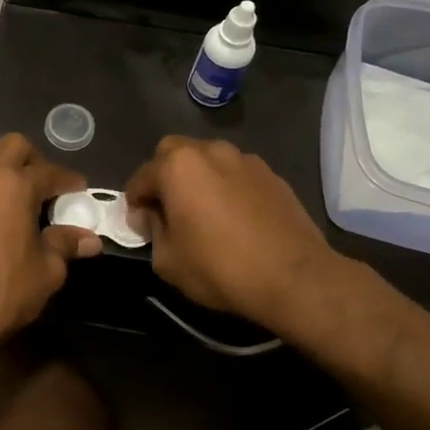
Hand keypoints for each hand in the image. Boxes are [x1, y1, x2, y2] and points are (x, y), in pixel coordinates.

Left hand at [0, 134, 100, 354]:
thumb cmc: (2, 293)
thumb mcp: (46, 272)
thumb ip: (65, 246)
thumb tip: (89, 239)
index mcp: (15, 186)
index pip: (49, 172)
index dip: (67, 181)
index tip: (76, 190)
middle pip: (10, 145)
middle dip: (30, 159)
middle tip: (37, 184)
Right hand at [124, 137, 345, 333]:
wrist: (295, 278)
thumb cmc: (220, 268)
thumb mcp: (168, 260)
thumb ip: (151, 230)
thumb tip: (149, 216)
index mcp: (178, 167)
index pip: (141, 178)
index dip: (134, 203)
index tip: (139, 225)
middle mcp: (209, 151)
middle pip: (173, 153)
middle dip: (163, 176)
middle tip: (168, 210)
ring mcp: (244, 159)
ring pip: (207, 159)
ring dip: (197, 178)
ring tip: (203, 211)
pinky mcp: (271, 174)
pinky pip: (235, 173)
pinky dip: (226, 186)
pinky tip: (234, 216)